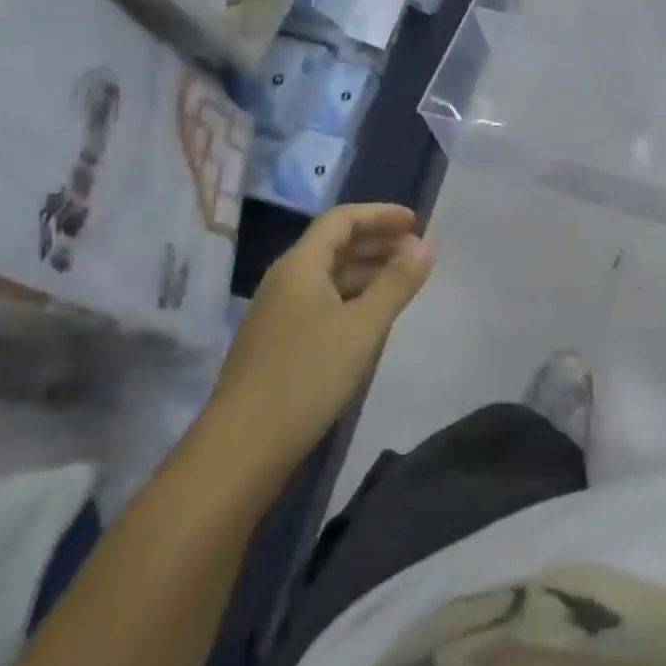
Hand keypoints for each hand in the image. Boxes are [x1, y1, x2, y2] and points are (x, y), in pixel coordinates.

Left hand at [207, 204, 431, 461]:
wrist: (240, 451)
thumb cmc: (306, 378)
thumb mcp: (363, 327)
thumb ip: (396, 283)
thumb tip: (425, 245)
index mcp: (300, 265)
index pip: (342, 219)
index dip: (380, 214)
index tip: (416, 222)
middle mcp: (285, 280)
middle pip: (334, 244)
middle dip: (376, 241)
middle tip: (415, 250)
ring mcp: (277, 313)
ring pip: (327, 275)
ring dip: (365, 270)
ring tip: (401, 281)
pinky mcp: (277, 342)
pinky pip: (320, 301)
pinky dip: (351, 297)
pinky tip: (370, 318)